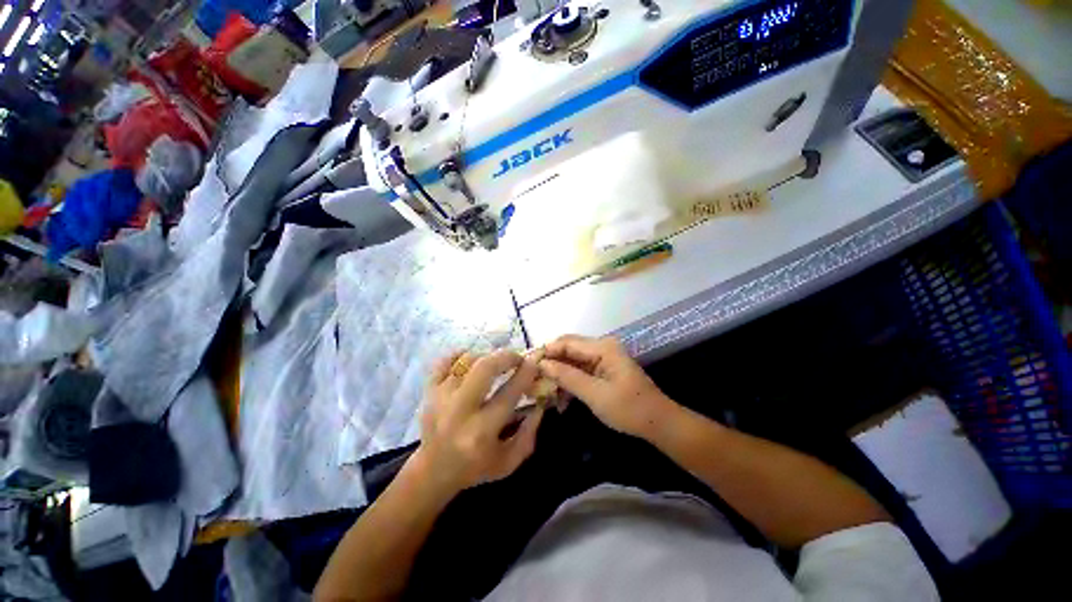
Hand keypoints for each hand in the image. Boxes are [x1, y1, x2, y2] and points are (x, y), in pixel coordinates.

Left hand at [415, 349, 544, 495]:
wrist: (432, 472)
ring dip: (486, 358)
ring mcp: (440, 398)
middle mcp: (459, 411)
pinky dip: (460, 355)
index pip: (509, 393)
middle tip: (517, 358)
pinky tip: (471, 361)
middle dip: (506, 357)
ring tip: (495, 365)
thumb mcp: (509, 461)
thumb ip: (529, 433)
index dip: (526, 373)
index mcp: (481, 431)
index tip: (534, 363)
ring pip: (467, 361)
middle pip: (484, 368)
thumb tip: (540, 403)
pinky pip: (444, 361)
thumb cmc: (474, 468)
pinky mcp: (429, 392)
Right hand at [539, 335, 676, 438]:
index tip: (527, 365)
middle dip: (550, 363)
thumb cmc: (628, 408)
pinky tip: (560, 397)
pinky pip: (580, 369)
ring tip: (542, 390)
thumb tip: (542, 364)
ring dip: (558, 374)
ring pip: (572, 360)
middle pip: (568, 349)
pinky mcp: (603, 368)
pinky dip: (569, 381)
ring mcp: (602, 357)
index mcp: (602, 347)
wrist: (658, 423)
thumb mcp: (594, 394)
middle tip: (532, 379)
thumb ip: (567, 376)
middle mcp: (601, 346)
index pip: (566, 342)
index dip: (546, 352)